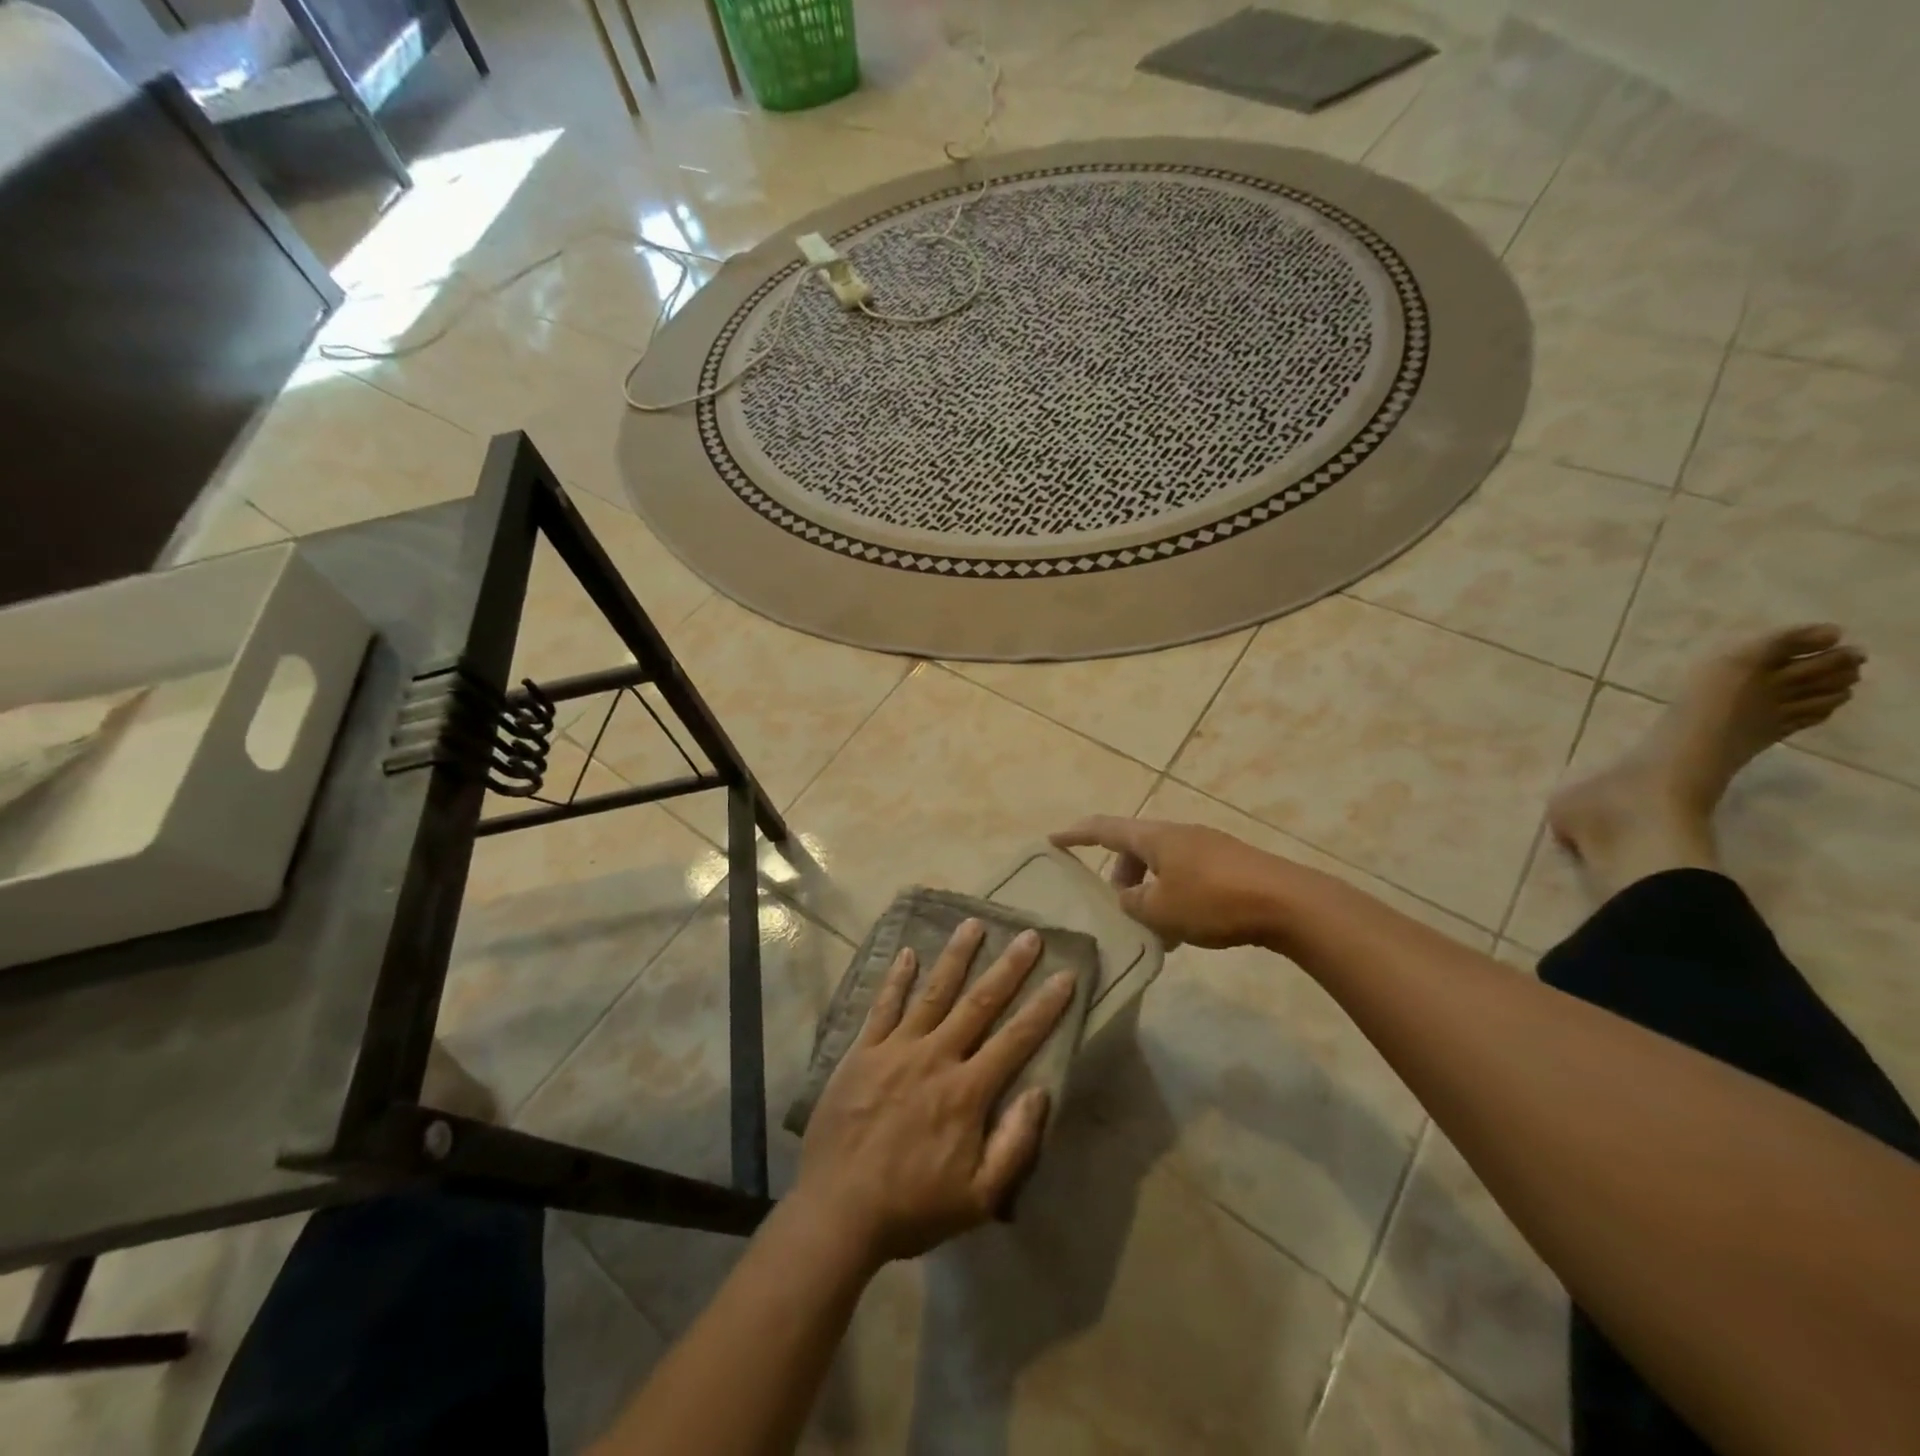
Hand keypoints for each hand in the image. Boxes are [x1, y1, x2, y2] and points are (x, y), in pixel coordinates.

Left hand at [794, 919, 1075, 1265]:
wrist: (837, 1212)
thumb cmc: (912, 1208)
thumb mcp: (978, 1198)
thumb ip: (1014, 1144)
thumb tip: (1040, 1091)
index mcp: (966, 1092)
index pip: (1016, 1039)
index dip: (1044, 1006)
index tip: (1064, 975)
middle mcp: (935, 1058)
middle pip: (979, 1003)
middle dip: (1008, 968)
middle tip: (1028, 935)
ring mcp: (895, 1049)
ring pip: (932, 993)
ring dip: (955, 956)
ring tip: (973, 923)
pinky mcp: (862, 1052)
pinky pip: (882, 1007)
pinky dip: (896, 979)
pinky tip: (908, 953)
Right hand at [1050, 816, 1292, 948]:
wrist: (1288, 903)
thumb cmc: (1214, 901)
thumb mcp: (1161, 910)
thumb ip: (1134, 903)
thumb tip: (1128, 898)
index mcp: (1155, 837)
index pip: (1104, 829)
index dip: (1076, 834)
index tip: (1052, 839)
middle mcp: (1178, 834)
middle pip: (1135, 847)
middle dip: (1120, 874)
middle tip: (1117, 905)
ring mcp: (1207, 846)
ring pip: (1162, 863)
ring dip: (1149, 889)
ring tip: (1153, 926)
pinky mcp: (1230, 864)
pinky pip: (1187, 874)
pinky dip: (1173, 894)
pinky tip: (1185, 927)